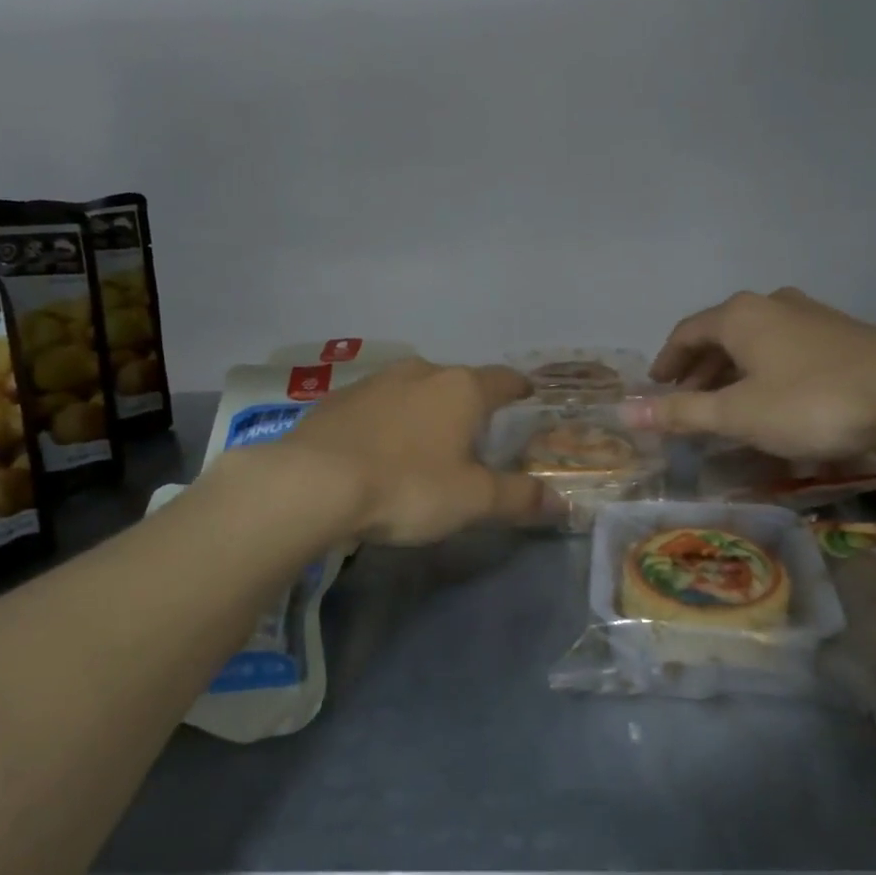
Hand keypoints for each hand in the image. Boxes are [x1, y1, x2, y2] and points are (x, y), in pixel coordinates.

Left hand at [275, 358, 548, 543]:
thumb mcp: (472, 500)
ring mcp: (375, 381)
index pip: (504, 379)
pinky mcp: (337, 399)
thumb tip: (562, 502)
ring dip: (424, 410)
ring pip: (414, 390)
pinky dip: (386, 420)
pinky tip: (377, 449)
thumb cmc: (407, 486)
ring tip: (424, 443)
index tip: (528, 394)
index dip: (520, 388)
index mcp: (461, 389)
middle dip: (469, 404)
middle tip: (474, 434)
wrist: (313, 483)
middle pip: (457, 382)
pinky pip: (376, 405)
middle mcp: (421, 372)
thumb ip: (519, 498)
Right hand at [627, 288, 875, 458]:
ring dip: (734, 372)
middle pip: (721, 335)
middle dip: (700, 370)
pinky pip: (787, 350)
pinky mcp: (842, 334)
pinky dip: (767, 372)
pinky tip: (777, 401)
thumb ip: (681, 412)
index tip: (655, 386)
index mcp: (739, 316)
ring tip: (728, 405)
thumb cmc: (810, 401)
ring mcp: (811, 315)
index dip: (666, 361)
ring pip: (757, 342)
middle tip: (687, 401)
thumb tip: (624, 413)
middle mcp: (771, 304)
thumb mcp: (737, 414)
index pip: (686, 332)